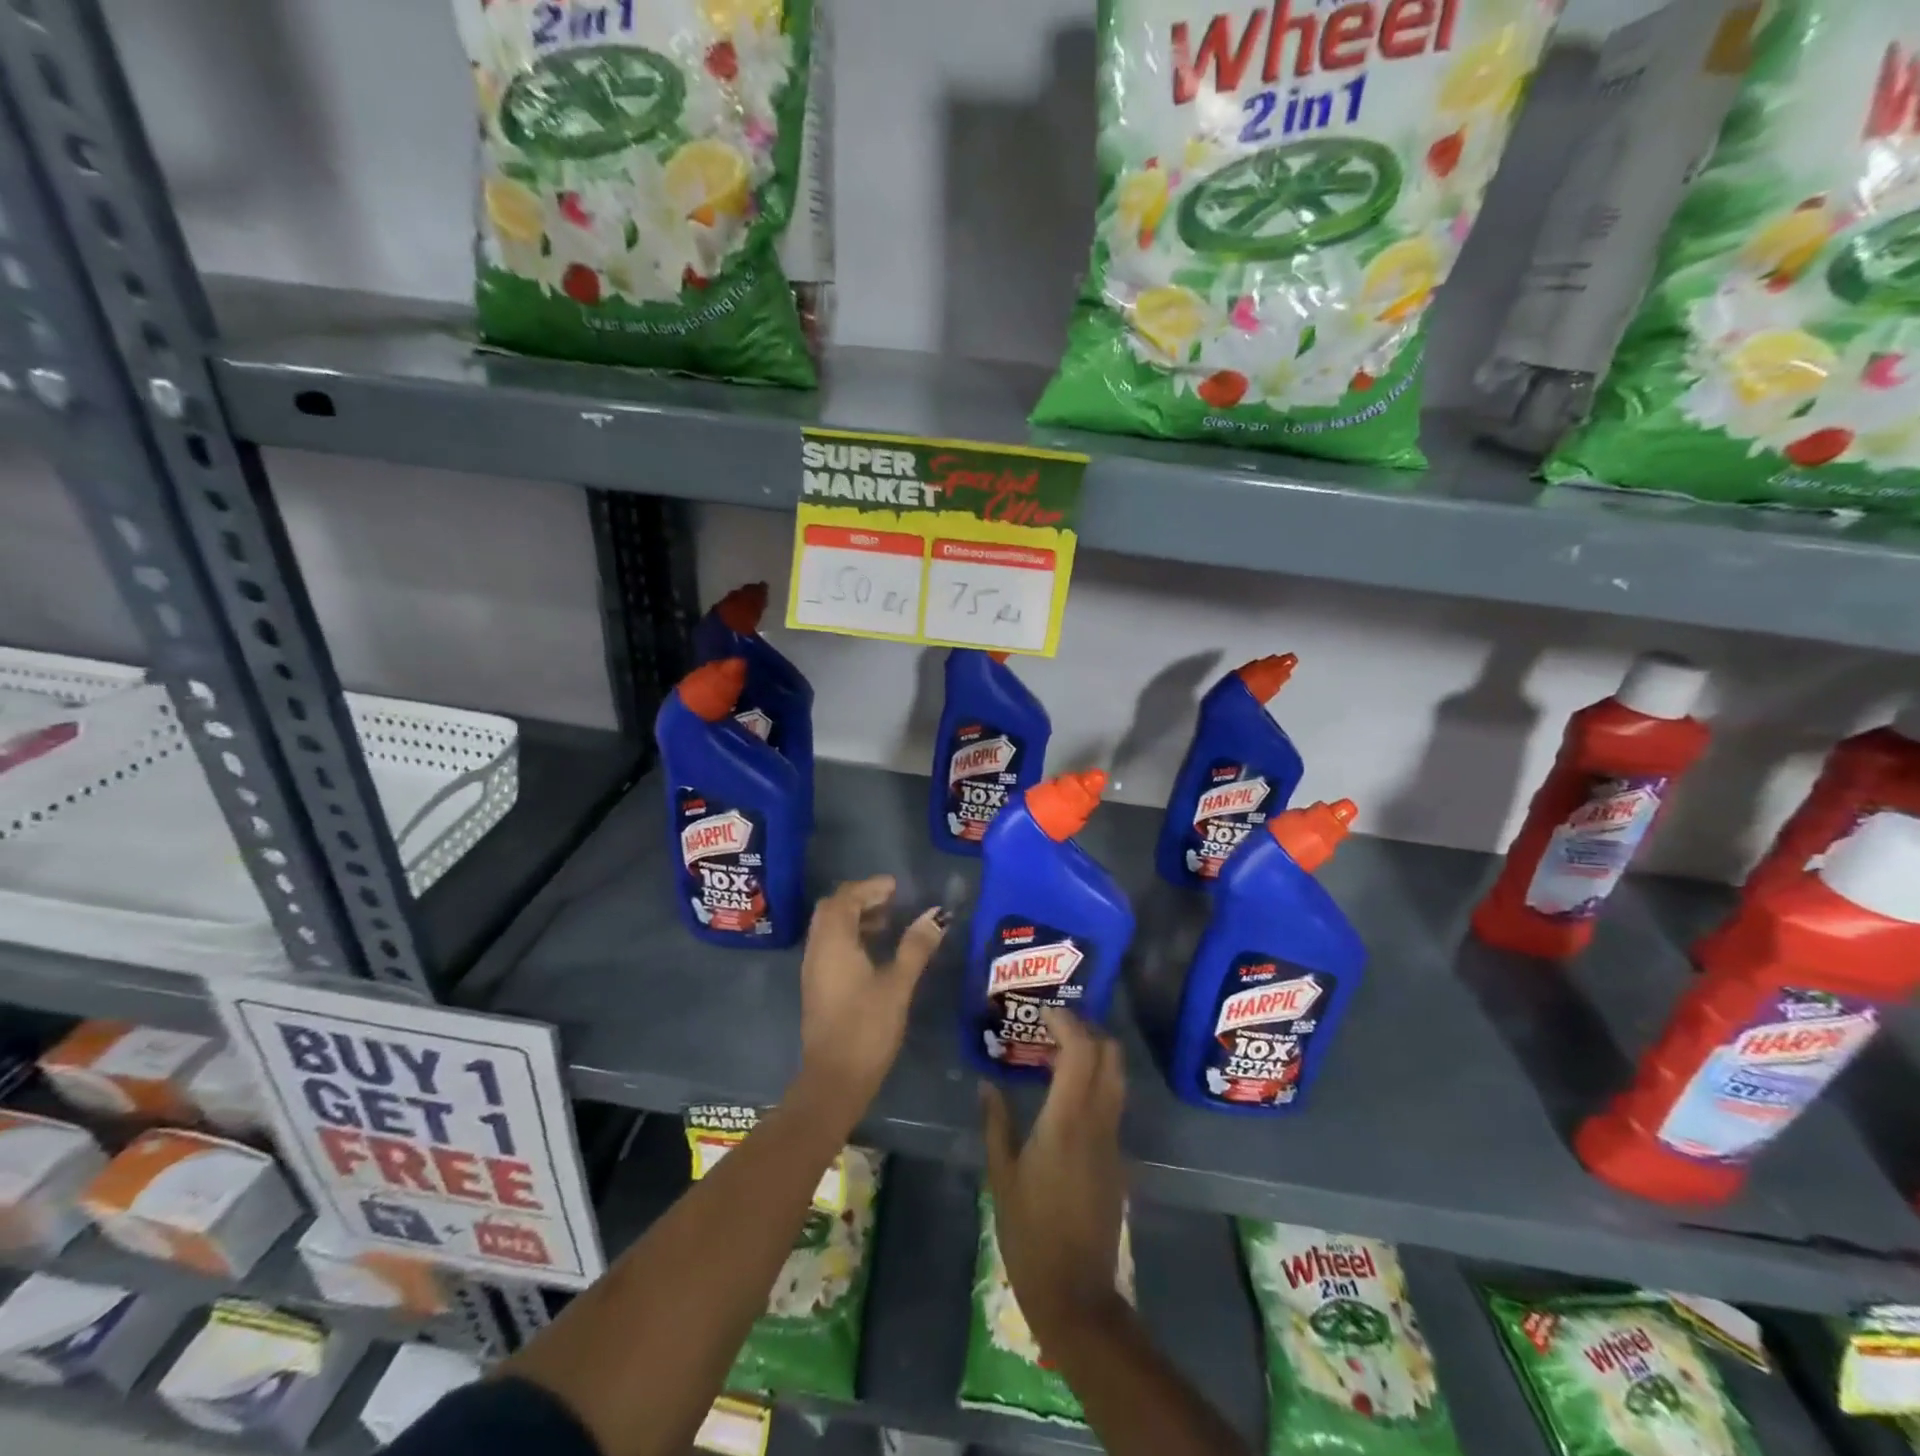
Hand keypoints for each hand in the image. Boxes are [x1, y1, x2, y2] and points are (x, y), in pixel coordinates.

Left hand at [797, 876, 944, 1119]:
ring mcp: (813, 969)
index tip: (896, 886)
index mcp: (834, 942)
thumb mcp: (898, 984)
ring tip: (887, 922)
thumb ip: (916, 947)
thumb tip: (937, 916)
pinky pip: (829, 946)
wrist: (834, 1080)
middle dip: (859, 899)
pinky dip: (849, 937)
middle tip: (890, 900)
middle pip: (832, 909)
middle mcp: (817, 949)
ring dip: (854, 918)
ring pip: (829, 928)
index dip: (870, 887)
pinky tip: (874, 952)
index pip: (845, 898)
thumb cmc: (867, 1028)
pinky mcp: (817, 987)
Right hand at [982, 1007, 1128, 1343]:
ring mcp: (1113, 1140)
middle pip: (1110, 1055)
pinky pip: (1111, 1102)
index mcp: (1067, 1121)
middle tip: (1054, 1026)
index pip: (1081, 1051)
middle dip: (1087, 1029)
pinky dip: (1094, 1081)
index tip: (1043, 1013)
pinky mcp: (1117, 1159)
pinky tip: (1065, 1092)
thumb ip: (996, 1123)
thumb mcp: (1002, 1176)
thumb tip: (987, 1084)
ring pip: (1116, 1078)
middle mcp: (1098, 1122)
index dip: (1067, 1023)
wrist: (1076, 1293)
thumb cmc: (1029, 1233)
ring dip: (1094, 1054)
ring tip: (1057, 1052)